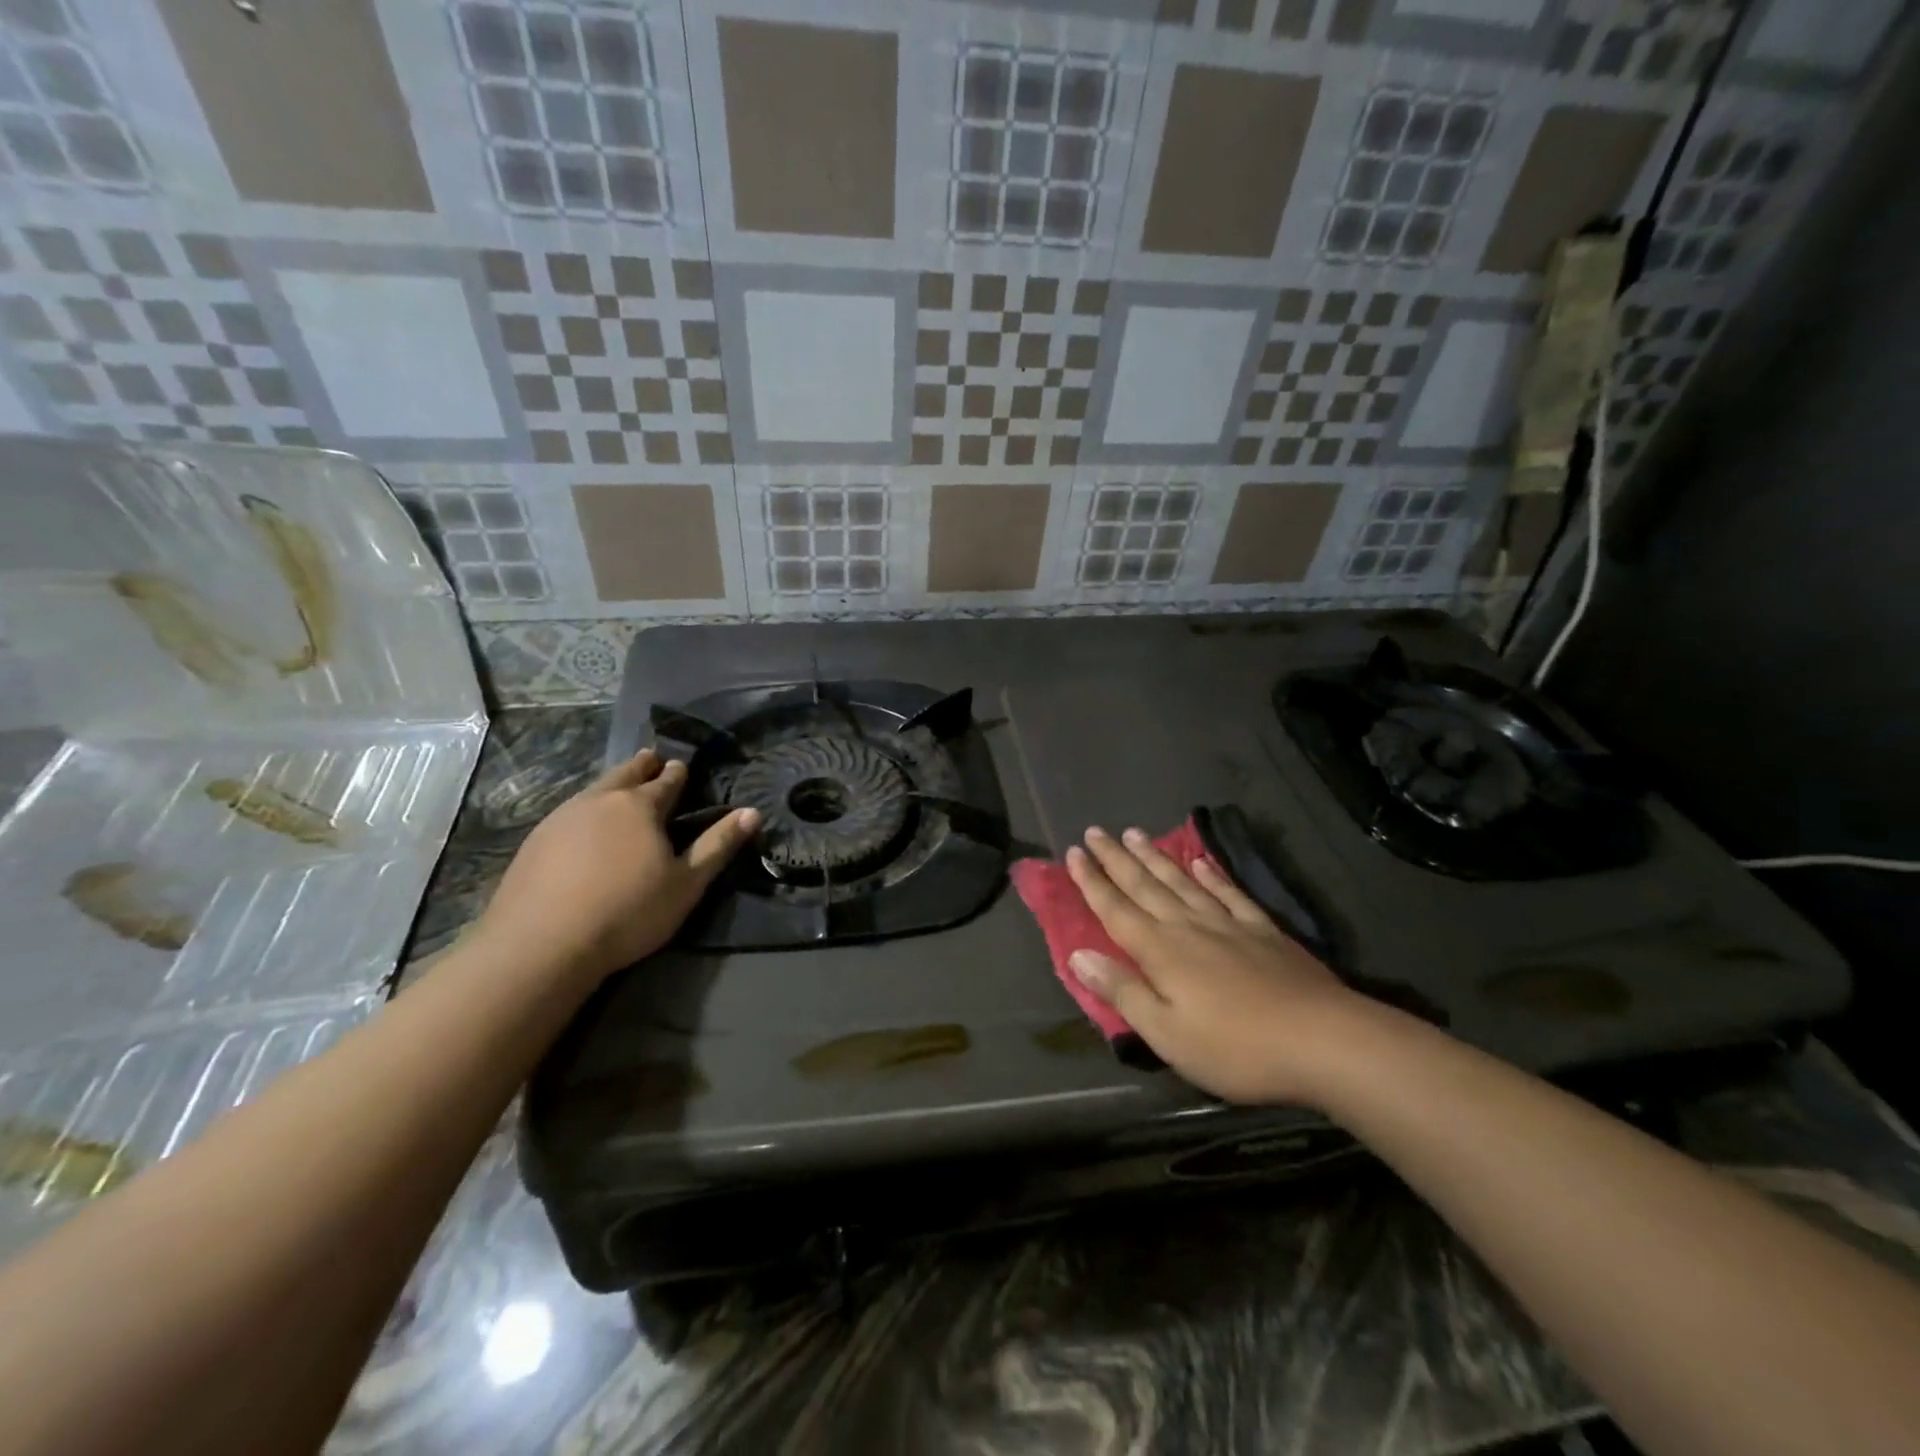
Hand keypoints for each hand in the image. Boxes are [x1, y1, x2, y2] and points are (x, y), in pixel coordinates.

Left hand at [478, 750, 758, 982]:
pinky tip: (583, 825)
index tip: (681, 764)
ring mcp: (562, 818)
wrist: (541, 944)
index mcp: (640, 807)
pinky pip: (568, 812)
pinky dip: (584, 809)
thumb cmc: (628, 912)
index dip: (676, 773)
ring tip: (619, 786)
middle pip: (625, 774)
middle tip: (650, 758)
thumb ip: (718, 845)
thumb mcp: (686, 884)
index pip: (666, 781)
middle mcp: (600, 801)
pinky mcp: (535, 840)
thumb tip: (752, 812)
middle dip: (641, 766)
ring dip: (611, 784)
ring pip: (594, 789)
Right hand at [1065, 826, 1363, 1105]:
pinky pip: (1229, 894)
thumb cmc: (1235, 1048)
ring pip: (1182, 882)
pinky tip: (1202, 861)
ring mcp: (1228, 924)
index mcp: (1160, 951)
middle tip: (1095, 830)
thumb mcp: (1167, 1033)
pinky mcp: (1263, 931)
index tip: (1073, 853)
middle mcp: (1188, 927)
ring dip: (1155, 857)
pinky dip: (1212, 875)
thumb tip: (1078, 954)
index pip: (1115, 909)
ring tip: (1135, 833)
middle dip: (1116, 859)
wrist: (1322, 1040)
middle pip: (1145, 886)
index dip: (1092, 882)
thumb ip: (1122, 992)